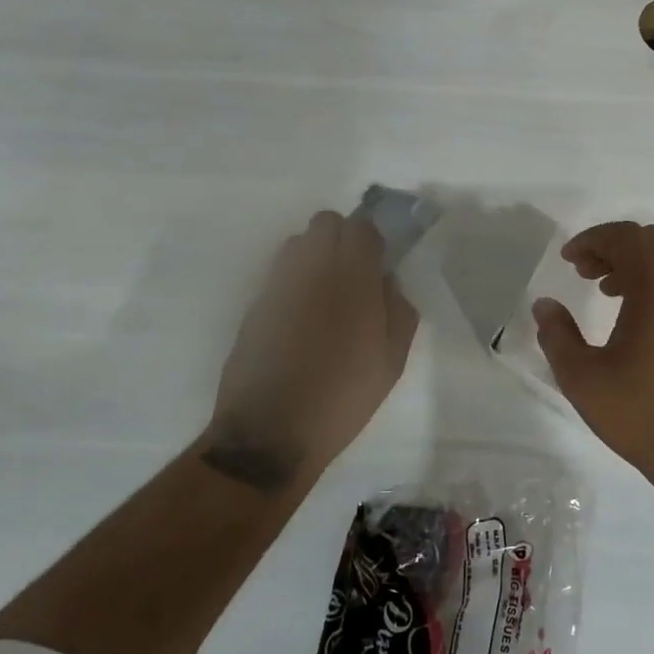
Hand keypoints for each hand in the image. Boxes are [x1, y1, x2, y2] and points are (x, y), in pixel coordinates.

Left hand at [200, 211, 418, 494]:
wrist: (271, 431)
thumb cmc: (343, 396)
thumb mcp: (392, 360)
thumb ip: (399, 309)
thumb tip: (386, 281)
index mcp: (352, 278)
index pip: (360, 227)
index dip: (372, 241)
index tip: (378, 266)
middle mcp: (312, 268)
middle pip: (326, 222)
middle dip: (342, 238)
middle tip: (353, 276)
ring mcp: (277, 283)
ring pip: (298, 243)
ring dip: (316, 255)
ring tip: (325, 296)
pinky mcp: (255, 303)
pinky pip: (280, 273)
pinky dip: (294, 281)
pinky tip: (301, 320)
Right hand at [532, 221, 653, 490]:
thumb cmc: (640, 415)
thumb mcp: (582, 379)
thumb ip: (557, 335)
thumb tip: (544, 305)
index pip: (626, 238)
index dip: (592, 240)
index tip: (567, 260)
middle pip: (650, 240)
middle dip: (613, 246)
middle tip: (584, 272)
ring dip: (636, 263)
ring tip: (607, 291)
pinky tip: (637, 315)